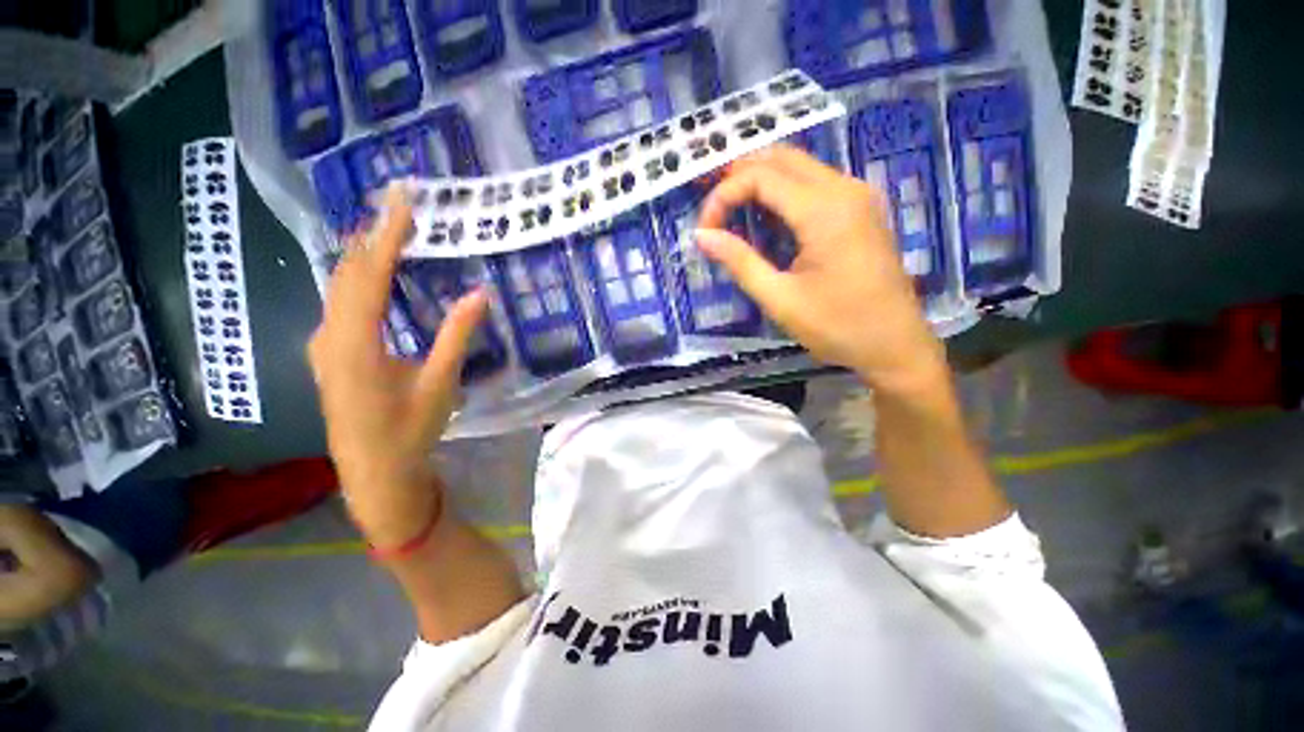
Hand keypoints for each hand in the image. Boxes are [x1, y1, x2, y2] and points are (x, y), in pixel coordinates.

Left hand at [306, 185, 488, 546]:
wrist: (374, 472)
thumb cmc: (410, 431)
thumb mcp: (440, 383)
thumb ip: (456, 335)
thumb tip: (479, 294)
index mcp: (356, 344)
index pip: (370, 275)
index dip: (388, 235)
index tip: (402, 201)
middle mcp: (330, 336)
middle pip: (348, 273)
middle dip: (372, 235)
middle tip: (396, 204)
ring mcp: (324, 345)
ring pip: (339, 287)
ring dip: (363, 255)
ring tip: (388, 229)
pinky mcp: (329, 354)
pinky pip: (340, 304)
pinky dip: (358, 279)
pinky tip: (373, 275)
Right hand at [695, 145, 945, 393]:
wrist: (896, 346)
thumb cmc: (837, 327)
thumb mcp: (780, 299)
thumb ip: (740, 262)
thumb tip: (702, 236)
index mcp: (824, 210)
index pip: (760, 176)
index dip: (723, 196)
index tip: (705, 232)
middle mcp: (844, 188)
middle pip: (780, 158)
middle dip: (738, 178)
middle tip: (713, 214)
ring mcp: (857, 196)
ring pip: (798, 166)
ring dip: (759, 182)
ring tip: (731, 215)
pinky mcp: (861, 209)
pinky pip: (814, 184)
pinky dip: (782, 193)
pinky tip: (767, 221)